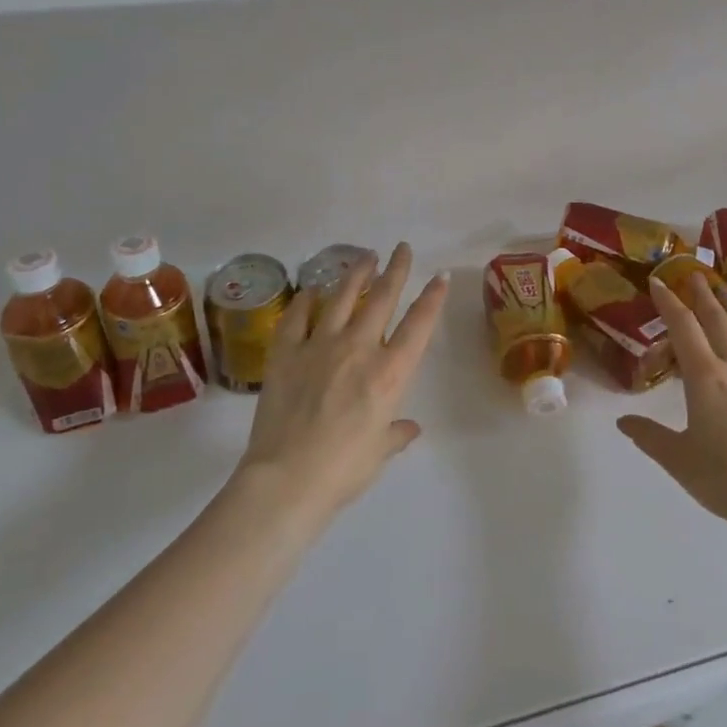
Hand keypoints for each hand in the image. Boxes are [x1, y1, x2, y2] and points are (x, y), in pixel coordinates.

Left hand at [237, 242, 447, 521]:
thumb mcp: (379, 452)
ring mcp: (319, 346)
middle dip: (396, 270)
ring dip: (356, 274)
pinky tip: (310, 290)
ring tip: (365, 256)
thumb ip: (396, 433)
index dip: (433, 298)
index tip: (441, 275)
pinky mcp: (285, 353)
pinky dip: (304, 300)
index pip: (418, 325)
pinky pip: (296, 317)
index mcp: (389, 373)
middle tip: (402, 249)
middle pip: (381, 298)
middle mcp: (358, 348)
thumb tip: (409, 428)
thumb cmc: (343, 470)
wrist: (287, 478)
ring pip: (341, 298)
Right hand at [618, 272, 726, 539]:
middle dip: (703, 295)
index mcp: (706, 378)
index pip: (684, 328)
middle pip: (718, 321)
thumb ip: (649, 436)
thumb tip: (622, 421)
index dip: (669, 302)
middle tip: (694, 276)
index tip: (658, 282)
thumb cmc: (725, 479)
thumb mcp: (677, 459)